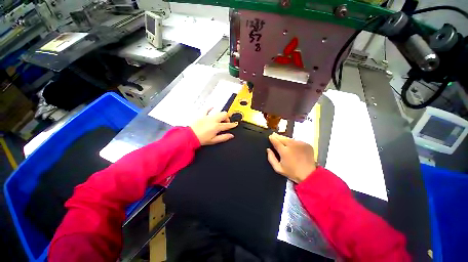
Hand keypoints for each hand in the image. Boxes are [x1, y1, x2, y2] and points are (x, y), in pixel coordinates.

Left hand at [190, 109, 237, 145]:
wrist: (190, 136)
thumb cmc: (201, 139)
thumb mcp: (214, 140)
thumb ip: (223, 137)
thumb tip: (231, 136)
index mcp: (217, 127)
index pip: (227, 125)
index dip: (232, 124)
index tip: (235, 124)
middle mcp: (213, 120)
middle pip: (224, 115)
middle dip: (227, 118)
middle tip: (227, 122)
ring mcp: (208, 116)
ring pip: (218, 111)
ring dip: (221, 114)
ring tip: (220, 118)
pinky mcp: (202, 115)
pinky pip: (207, 109)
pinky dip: (210, 108)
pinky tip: (212, 108)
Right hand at [267, 133, 315, 182]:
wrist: (309, 175)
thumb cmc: (292, 172)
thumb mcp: (278, 168)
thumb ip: (271, 158)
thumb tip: (268, 149)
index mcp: (284, 151)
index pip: (276, 141)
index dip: (272, 138)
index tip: (270, 136)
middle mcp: (292, 145)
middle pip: (282, 138)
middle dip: (277, 136)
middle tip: (274, 135)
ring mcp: (300, 144)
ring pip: (290, 139)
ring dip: (285, 139)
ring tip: (282, 140)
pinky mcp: (306, 144)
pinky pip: (297, 141)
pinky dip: (293, 142)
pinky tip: (292, 145)